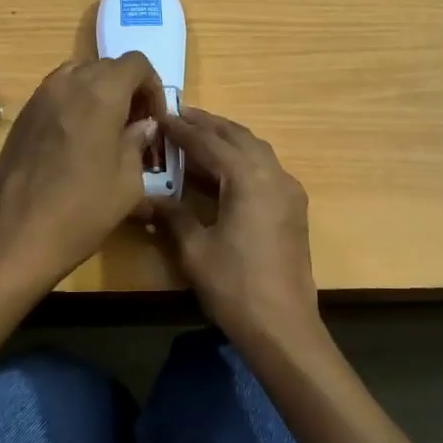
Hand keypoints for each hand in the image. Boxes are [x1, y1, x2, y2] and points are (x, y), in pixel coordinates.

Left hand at [0, 54, 164, 288]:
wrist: (16, 236)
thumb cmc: (82, 211)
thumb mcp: (128, 182)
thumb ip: (137, 143)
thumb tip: (142, 126)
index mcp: (100, 94)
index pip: (135, 63)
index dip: (153, 86)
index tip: (154, 118)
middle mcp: (67, 84)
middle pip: (106, 66)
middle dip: (127, 89)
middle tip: (135, 126)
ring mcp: (39, 98)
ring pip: (78, 76)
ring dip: (98, 93)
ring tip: (106, 130)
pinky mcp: (22, 116)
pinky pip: (56, 94)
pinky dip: (74, 103)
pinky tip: (77, 141)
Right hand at [155, 108, 322, 351]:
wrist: (283, 326)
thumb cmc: (234, 286)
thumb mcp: (195, 250)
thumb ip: (173, 215)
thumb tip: (148, 198)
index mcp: (249, 178)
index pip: (210, 143)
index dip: (184, 130)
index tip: (162, 117)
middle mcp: (274, 174)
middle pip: (239, 137)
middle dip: (210, 125)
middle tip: (181, 116)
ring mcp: (289, 191)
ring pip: (257, 150)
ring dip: (229, 139)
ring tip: (200, 135)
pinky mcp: (294, 208)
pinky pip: (266, 168)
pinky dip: (243, 158)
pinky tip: (225, 169)